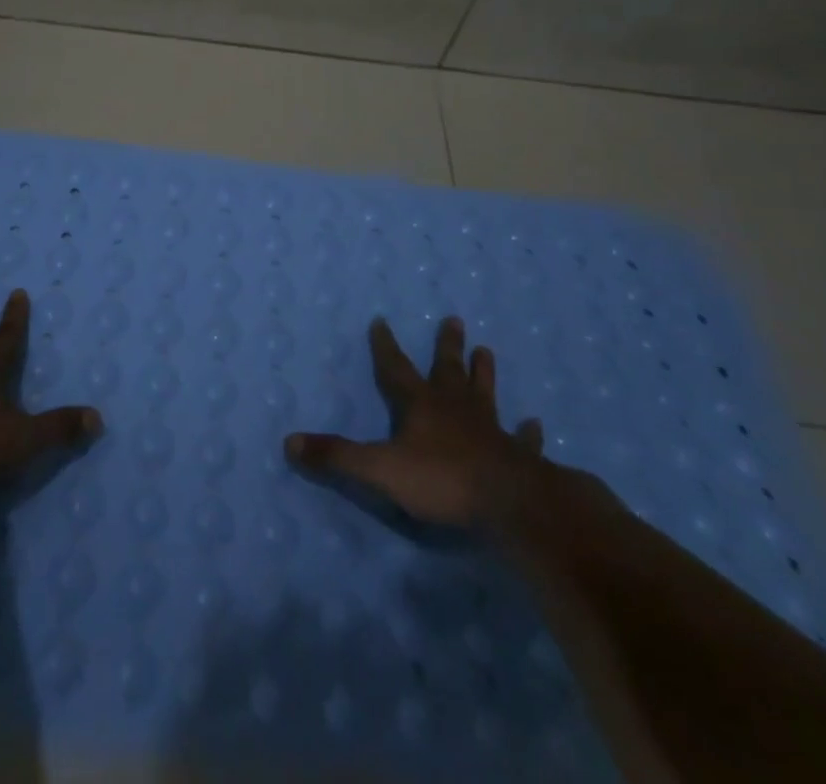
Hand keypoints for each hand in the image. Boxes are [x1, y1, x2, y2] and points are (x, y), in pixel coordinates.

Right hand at [286, 316, 545, 529]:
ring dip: (484, 374)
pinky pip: (522, 439)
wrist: (511, 505)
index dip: (386, 346)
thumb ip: (336, 456)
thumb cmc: (442, 481)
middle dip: (447, 346)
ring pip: (485, 393)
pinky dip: (527, 432)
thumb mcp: (379, 469)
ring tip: (487, 351)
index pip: (396, 368)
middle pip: (448, 370)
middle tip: (454, 319)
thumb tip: (289, 442)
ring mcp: (490, 430)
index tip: (381, 321)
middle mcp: (455, 408)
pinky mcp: (519, 456)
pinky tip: (536, 423)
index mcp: (420, 406)